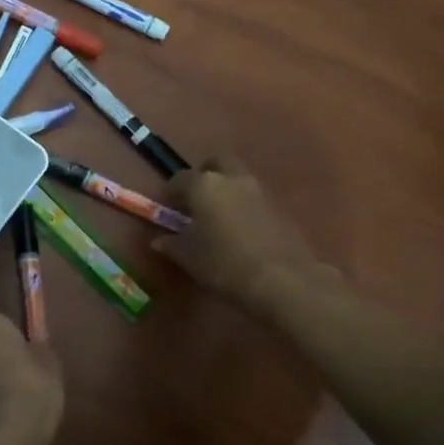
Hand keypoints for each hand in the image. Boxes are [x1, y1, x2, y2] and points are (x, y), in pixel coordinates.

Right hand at [155, 159, 333, 315]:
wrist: (284, 281)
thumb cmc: (226, 266)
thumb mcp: (191, 260)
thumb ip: (173, 246)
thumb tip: (159, 241)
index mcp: (204, 187)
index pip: (180, 179)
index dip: (171, 192)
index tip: (167, 206)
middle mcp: (232, 180)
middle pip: (216, 163)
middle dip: (204, 175)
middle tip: (196, 198)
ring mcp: (260, 190)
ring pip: (238, 178)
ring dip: (226, 189)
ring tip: (217, 216)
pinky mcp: (280, 207)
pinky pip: (254, 197)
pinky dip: (243, 204)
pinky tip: (240, 229)